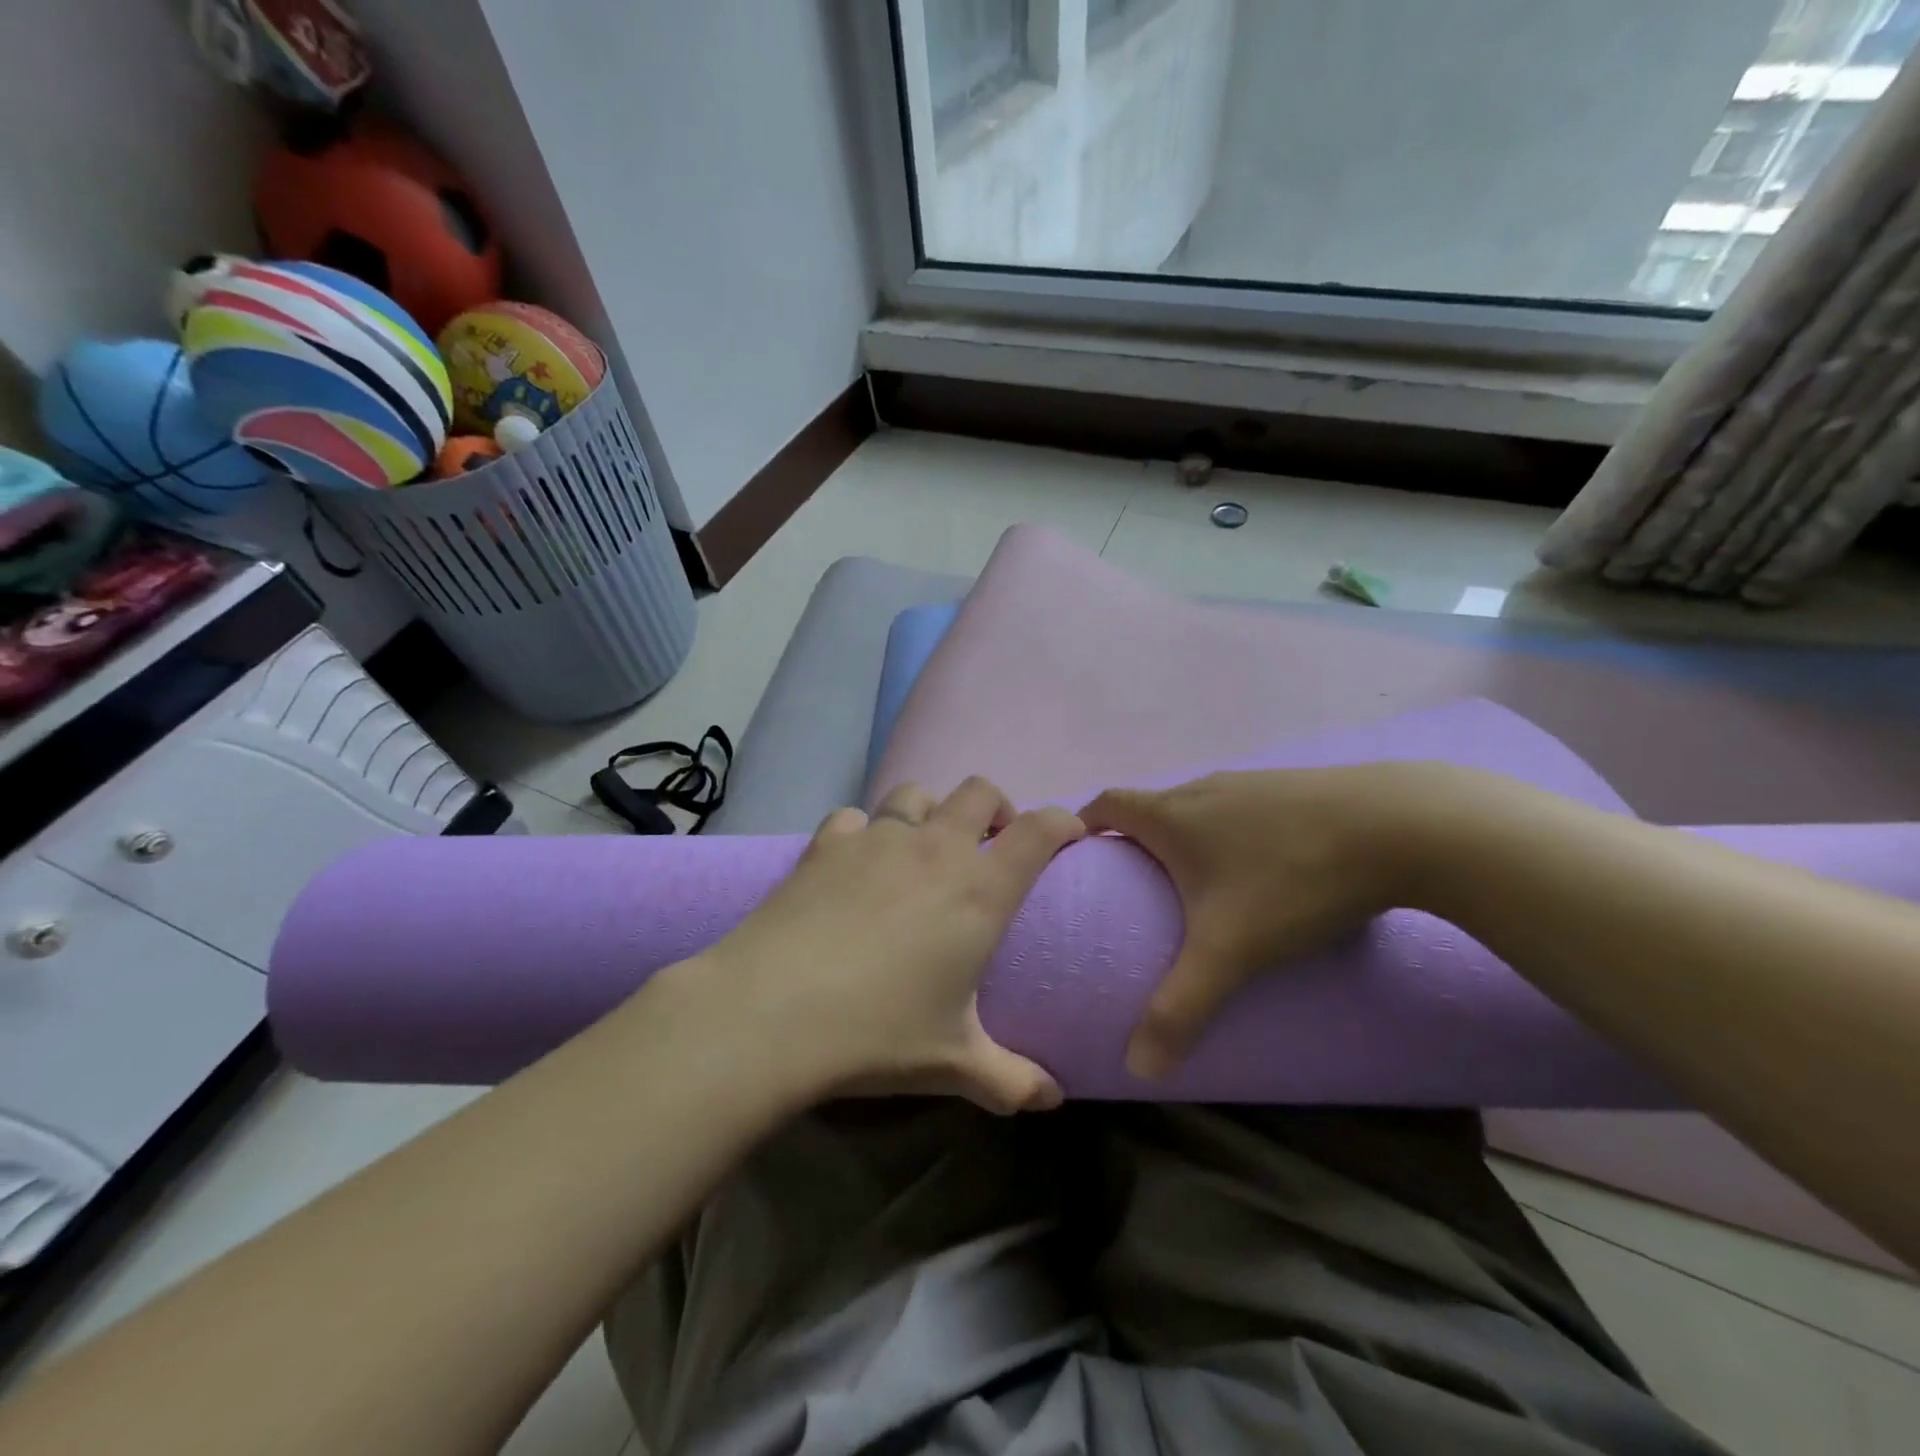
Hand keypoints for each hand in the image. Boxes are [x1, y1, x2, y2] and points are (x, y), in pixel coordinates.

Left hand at [701, 777, 1085, 1112]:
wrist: (771, 1012)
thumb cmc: (878, 1034)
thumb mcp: (954, 1063)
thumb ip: (1011, 1080)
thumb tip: (1052, 1100)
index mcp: (980, 890)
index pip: (1040, 831)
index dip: (1062, 822)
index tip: (1068, 835)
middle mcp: (935, 849)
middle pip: (979, 791)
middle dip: (996, 807)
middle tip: (990, 844)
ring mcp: (878, 839)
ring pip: (916, 793)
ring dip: (930, 812)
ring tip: (923, 850)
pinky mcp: (827, 844)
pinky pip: (854, 818)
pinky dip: (863, 832)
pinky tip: (854, 865)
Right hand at [1081, 764, 1433, 1078]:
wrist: (1403, 826)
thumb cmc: (1292, 879)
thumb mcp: (1230, 951)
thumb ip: (1179, 1008)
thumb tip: (1136, 1066)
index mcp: (1173, 814)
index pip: (1107, 804)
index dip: (1085, 825)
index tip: (1081, 857)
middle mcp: (1205, 788)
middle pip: (1153, 807)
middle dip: (1137, 840)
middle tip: (1139, 889)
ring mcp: (1254, 782)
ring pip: (1202, 807)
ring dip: (1189, 837)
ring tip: (1201, 885)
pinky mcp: (1298, 787)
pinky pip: (1246, 809)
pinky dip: (1236, 833)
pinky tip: (1268, 869)